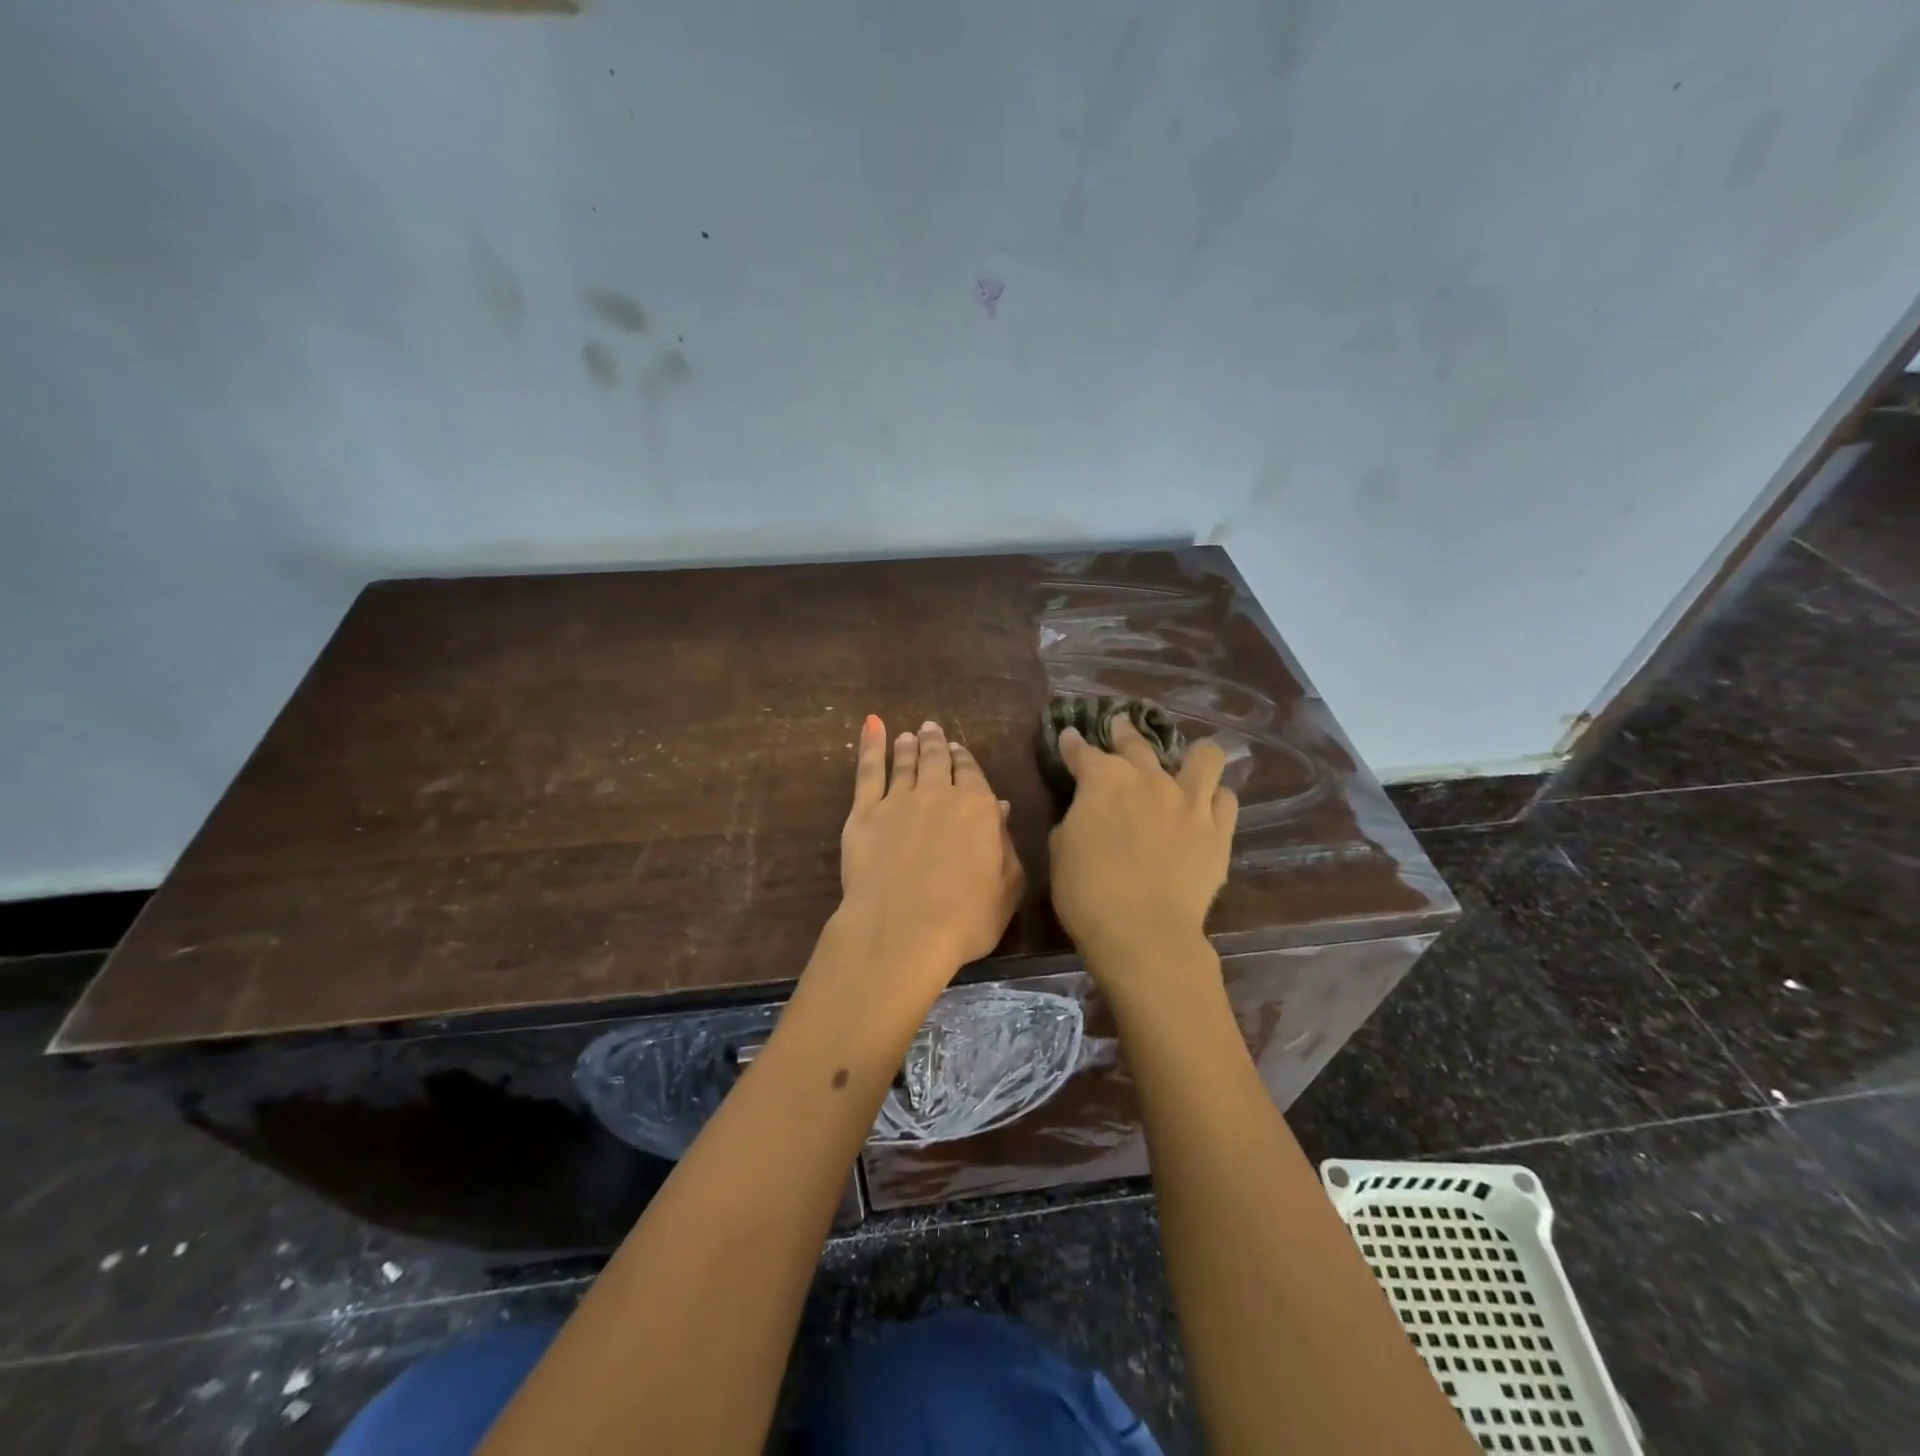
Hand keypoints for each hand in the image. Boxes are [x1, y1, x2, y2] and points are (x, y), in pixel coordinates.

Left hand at [831, 715, 1023, 1003]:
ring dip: (908, 746)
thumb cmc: (967, 918)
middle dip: (936, 743)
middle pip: (937, 760)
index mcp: (978, 807)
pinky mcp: (864, 813)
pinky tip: (872, 726)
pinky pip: (869, 770)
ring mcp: (898, 800)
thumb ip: (1005, 843)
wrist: (904, 931)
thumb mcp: (1007, 886)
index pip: (972, 773)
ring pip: (905, 762)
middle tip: (932, 730)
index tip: (958, 749)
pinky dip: (871, 745)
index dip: (965, 759)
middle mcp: (939, 794)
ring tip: (909, 736)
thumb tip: (999, 808)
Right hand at [1048, 716, 1236, 981]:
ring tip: (1185, 763)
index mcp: (1104, 780)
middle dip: (1123, 731)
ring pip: (1204, 757)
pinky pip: (1226, 799)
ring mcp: (1190, 801)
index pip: (1082, 751)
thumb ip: (1074, 821)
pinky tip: (1206, 807)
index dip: (1072, 744)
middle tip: (1119, 727)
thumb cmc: (1087, 893)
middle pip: (1137, 742)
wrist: (1143, 932)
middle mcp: (1149, 778)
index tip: (1069, 737)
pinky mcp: (1219, 830)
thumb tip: (1086, 814)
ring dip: (1191, 756)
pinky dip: (1214, 799)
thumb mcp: (1060, 851)